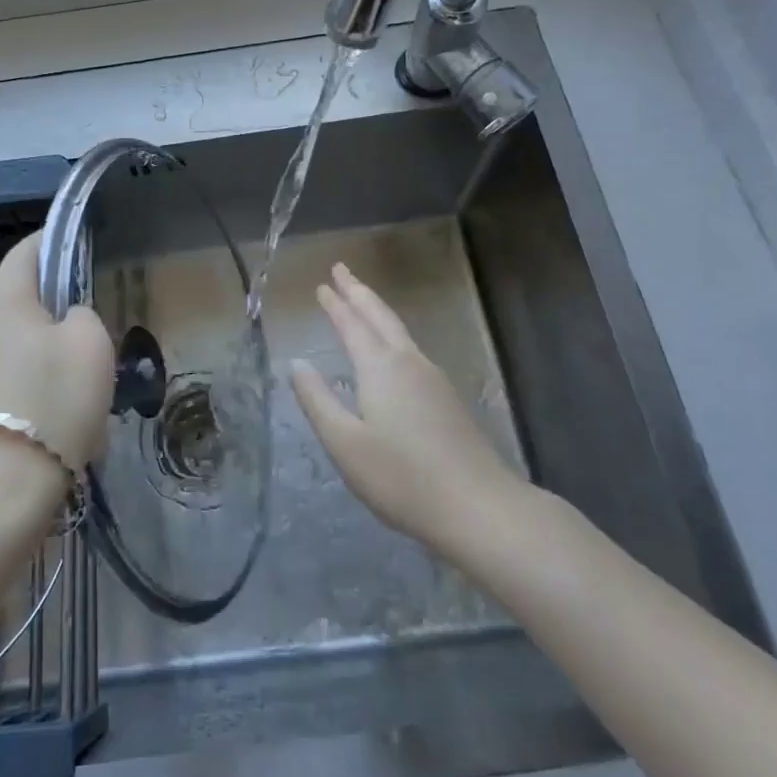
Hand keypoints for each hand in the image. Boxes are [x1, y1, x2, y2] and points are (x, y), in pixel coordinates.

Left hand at [0, 233, 113, 473]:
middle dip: (53, 313)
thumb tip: (66, 320)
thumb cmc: (51, 402)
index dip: (57, 243)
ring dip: (40, 358)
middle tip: (88, 340)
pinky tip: (50, 426)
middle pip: (19, 300)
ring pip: (11, 345)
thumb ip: (83, 315)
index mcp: (1, 295)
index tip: (82, 251)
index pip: (30, 248)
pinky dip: (24, 391)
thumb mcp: (92, 344)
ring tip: (74, 395)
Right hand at [291, 262, 522, 557]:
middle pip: (380, 316)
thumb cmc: (402, 477)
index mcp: (379, 368)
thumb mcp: (345, 443)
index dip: (335, 304)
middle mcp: (408, 362)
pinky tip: (393, 349)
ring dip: (377, 310)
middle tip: (341, 269)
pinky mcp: (448, 399)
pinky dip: (392, 333)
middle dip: (358, 291)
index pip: (352, 325)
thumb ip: (317, 401)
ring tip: (362, 300)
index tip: (323, 283)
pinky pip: (411, 349)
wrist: (479, 507)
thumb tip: (298, 363)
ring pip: (399, 331)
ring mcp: (433, 379)